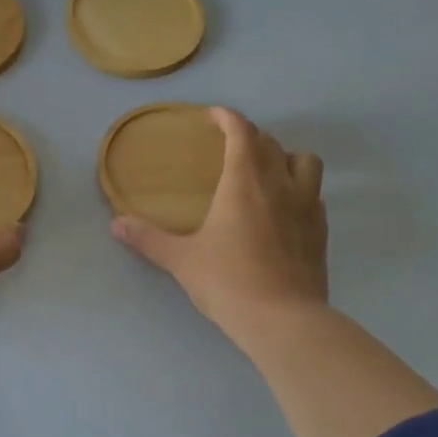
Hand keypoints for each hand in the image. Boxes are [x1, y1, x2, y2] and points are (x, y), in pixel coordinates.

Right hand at [111, 107, 326, 343]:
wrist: (284, 320)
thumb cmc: (228, 282)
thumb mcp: (181, 260)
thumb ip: (148, 238)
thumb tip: (116, 224)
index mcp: (243, 182)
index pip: (241, 132)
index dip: (228, 117)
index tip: (213, 116)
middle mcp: (279, 184)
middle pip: (269, 142)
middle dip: (250, 136)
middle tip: (229, 147)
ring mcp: (307, 206)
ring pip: (305, 161)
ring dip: (285, 157)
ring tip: (266, 172)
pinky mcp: (321, 230)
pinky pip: (314, 194)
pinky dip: (299, 189)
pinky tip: (284, 209)